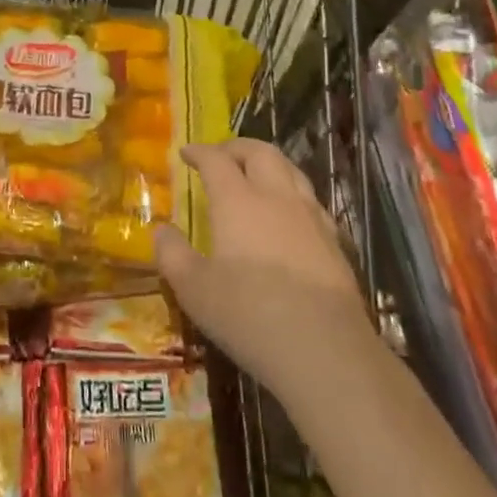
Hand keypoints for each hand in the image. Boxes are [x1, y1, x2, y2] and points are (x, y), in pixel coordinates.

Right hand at [153, 138, 372, 413]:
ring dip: (268, 163)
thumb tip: (161, 230)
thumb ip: (172, 254)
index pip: (216, 160)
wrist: (324, 349)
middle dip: (237, 147)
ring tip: (254, 175)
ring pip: (291, 170)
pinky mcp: (334, 241)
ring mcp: (311, 216)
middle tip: (220, 155)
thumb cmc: (248, 314)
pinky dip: (291, 192)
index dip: (199, 152)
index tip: (186, 152)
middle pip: (260, 152)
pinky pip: (310, 199)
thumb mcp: (193, 289)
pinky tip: (287, 214)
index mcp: (238, 200)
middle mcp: (276, 197)